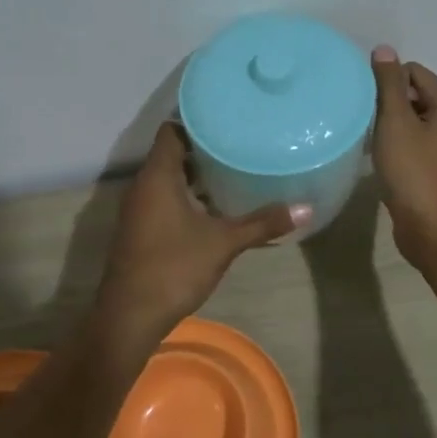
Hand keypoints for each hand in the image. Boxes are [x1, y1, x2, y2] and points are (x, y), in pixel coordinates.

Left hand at [95, 123, 306, 339]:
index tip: (226, 121)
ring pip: (168, 180)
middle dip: (203, 150)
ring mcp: (138, 210)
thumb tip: (307, 208)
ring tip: (233, 173)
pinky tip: (215, 210)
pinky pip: (164, 201)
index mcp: (157, 177)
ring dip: (195, 177)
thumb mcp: (224, 243)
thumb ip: (262, 223)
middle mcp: (143, 186)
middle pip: (171, 154)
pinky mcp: (140, 230)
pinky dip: (186, 198)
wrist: (130, 316)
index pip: (172, 130)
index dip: (196, 122)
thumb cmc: (174, 268)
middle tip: (239, 146)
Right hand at [369, 45, 436, 267]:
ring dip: (391, 129)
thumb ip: (388, 84)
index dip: (385, 85)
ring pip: (413, 121)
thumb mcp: (396, 123)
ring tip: (372, 144)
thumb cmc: (415, 173)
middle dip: (387, 106)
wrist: (436, 232)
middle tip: (366, 126)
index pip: (411, 72)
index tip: (366, 107)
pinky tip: (383, 162)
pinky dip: (399, 148)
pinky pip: (416, 144)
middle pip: (413, 95)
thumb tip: (384, 49)